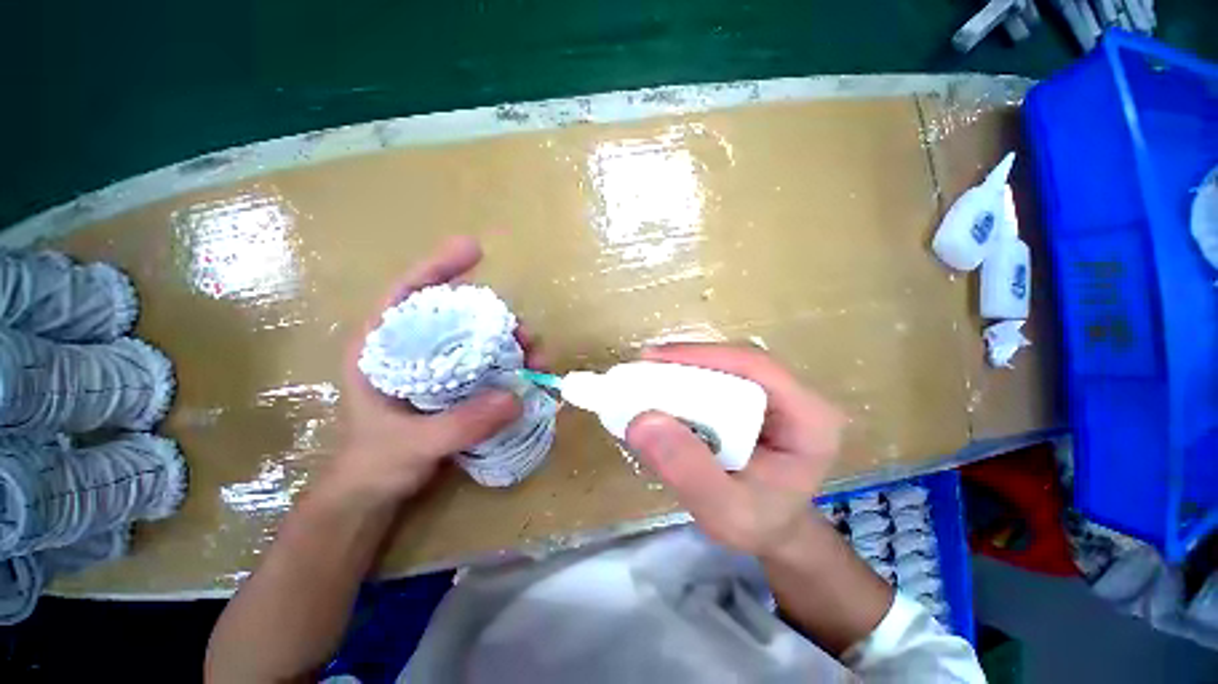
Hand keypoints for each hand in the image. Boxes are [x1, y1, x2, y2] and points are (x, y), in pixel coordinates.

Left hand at [330, 236, 540, 501]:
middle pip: (457, 315)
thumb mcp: (412, 444)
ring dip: (511, 343)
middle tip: (526, 335)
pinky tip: (530, 373)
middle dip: (496, 319)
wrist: (376, 491)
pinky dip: (511, 364)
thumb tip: (516, 397)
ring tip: (537, 358)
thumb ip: (460, 424)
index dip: (439, 266)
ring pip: (479, 339)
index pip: (408, 293)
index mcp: (382, 348)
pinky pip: (488, 363)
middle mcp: (413, 349)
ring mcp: (437, 366)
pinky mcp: (456, 384)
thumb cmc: (376, 463)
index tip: (474, 250)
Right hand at [625, 344, 846, 556]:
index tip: (655, 359)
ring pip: (725, 366)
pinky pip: (717, 379)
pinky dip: (686, 383)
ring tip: (647, 379)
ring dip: (684, 370)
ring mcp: (773, 394)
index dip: (704, 355)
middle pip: (737, 361)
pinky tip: (662, 392)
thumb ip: (689, 471)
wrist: (772, 528)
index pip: (756, 368)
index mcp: (809, 418)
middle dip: (688, 362)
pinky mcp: (752, 398)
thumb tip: (643, 421)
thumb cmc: (759, 524)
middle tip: (644, 369)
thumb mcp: (725, 513)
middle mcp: (794, 395)